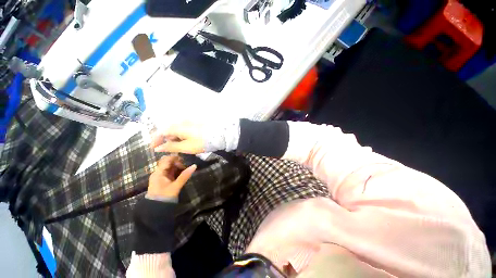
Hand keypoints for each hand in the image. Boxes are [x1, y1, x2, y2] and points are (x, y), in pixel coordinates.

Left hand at [147, 155, 196, 197]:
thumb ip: (185, 175)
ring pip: (169, 166)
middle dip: (177, 162)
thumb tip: (194, 166)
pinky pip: (170, 171)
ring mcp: (160, 176)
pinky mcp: (163, 180)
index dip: (175, 158)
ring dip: (177, 166)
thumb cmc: (165, 196)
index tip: (184, 160)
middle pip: (167, 162)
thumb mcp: (176, 186)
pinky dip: (176, 171)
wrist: (156, 209)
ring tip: (185, 170)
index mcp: (159, 173)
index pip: (166, 160)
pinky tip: (181, 173)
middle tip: (185, 166)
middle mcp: (158, 172)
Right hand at [151, 122, 205, 154]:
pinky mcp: (194, 124)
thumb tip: (157, 148)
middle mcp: (180, 122)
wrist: (218, 135)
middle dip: (165, 140)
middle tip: (166, 149)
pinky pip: (183, 129)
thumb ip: (171, 147)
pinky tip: (184, 142)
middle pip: (168, 130)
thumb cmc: (201, 142)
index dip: (155, 140)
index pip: (160, 132)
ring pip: (176, 130)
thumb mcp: (185, 147)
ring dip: (173, 138)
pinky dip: (181, 136)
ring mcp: (188, 122)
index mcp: (176, 127)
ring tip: (177, 147)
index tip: (153, 149)